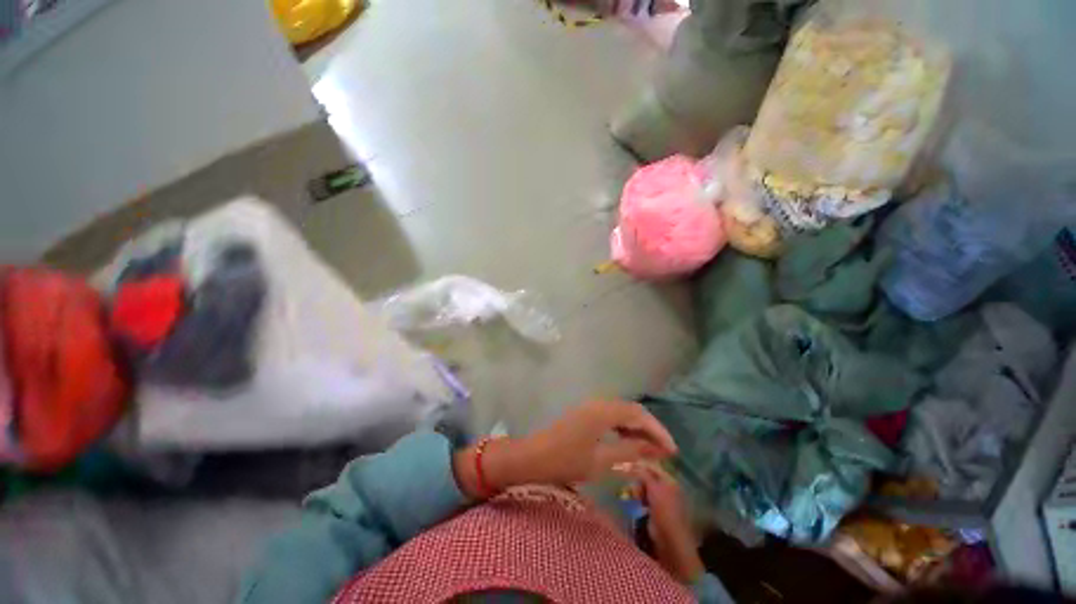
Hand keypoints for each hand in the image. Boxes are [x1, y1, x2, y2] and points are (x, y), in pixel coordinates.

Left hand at [514, 400, 677, 485]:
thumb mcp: (601, 460)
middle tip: (664, 451)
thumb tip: (655, 448)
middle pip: (631, 410)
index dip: (658, 430)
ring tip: (650, 449)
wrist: (532, 456)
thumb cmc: (566, 460)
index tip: (672, 451)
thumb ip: (630, 450)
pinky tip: (627, 441)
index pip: (638, 414)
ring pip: (621, 413)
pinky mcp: (584, 414)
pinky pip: (610, 416)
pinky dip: (623, 428)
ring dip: (637, 428)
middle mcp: (598, 403)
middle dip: (649, 429)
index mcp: (603, 411)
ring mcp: (590, 407)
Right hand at [627, 462, 704, 584]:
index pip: (652, 466)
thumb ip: (644, 474)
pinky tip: (635, 501)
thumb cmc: (664, 511)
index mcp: (669, 480)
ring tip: (633, 495)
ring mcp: (660, 499)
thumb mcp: (654, 489)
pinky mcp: (654, 509)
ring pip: (644, 486)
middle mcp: (666, 487)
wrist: (670, 541)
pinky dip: (638, 497)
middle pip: (647, 475)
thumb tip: (633, 462)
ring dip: (637, 488)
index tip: (626, 464)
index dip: (639, 464)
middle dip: (637, 478)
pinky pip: (643, 497)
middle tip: (630, 484)